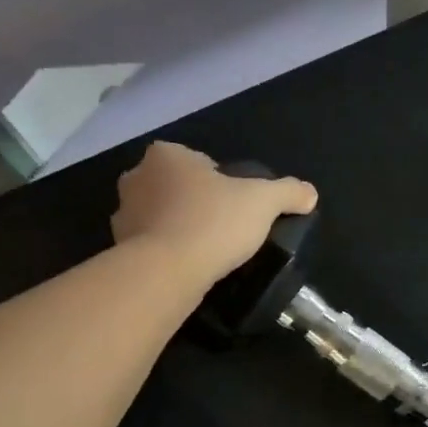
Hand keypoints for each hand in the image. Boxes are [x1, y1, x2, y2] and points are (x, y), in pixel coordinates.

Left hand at [111, 141, 317, 285]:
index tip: (234, 206)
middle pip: (174, 186)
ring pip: (158, 215)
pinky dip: (163, 251)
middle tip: (220, 227)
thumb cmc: (214, 222)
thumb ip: (288, 192)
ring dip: (175, 226)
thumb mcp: (264, 202)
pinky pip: (147, 244)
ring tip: (203, 250)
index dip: (219, 182)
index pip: (198, 162)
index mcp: (166, 155)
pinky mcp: (117, 247)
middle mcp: (136, 177)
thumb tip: (310, 193)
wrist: (167, 271)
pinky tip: (184, 266)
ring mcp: (122, 213)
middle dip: (193, 202)